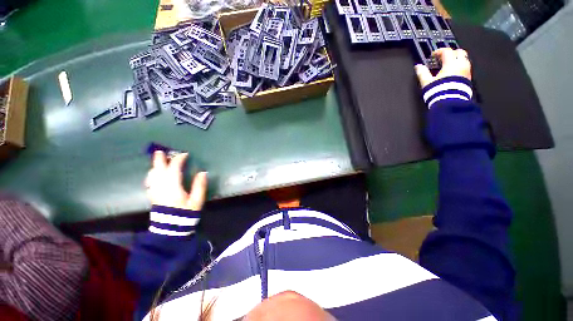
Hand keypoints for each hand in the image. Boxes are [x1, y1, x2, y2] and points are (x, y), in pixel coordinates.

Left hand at [145, 151, 207, 210]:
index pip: (174, 168)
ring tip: (158, 161)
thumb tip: (203, 172)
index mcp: (173, 186)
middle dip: (159, 160)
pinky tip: (154, 175)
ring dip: (155, 166)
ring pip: (152, 175)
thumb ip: (199, 186)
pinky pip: (150, 182)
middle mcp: (161, 186)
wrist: (170, 228)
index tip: (185, 154)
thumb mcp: (197, 200)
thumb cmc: (185, 213)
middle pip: (158, 169)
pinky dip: (151, 175)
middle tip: (160, 151)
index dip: (179, 159)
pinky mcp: (153, 196)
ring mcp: (155, 191)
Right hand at [415, 48, 471, 88]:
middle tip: (444, 57)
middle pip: (459, 52)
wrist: (450, 102)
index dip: (439, 51)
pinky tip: (453, 72)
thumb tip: (418, 67)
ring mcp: (466, 71)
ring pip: (465, 58)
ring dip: (457, 59)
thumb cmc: (438, 92)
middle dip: (451, 52)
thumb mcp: (427, 82)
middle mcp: (460, 65)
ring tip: (449, 64)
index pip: (447, 51)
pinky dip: (460, 66)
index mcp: (450, 64)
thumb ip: (422, 73)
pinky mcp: (469, 78)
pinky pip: (466, 67)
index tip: (434, 55)